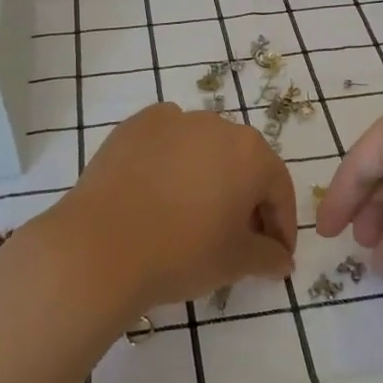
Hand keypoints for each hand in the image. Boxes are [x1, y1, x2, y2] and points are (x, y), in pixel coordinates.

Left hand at [38, 103, 297, 314]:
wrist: (100, 247)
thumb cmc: (182, 253)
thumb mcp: (236, 262)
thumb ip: (269, 256)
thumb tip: (282, 259)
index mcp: (251, 153)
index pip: (278, 189)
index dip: (281, 225)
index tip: (276, 254)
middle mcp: (217, 125)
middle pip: (243, 163)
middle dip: (246, 199)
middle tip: (238, 237)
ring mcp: (173, 120)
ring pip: (204, 148)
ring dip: (209, 176)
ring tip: (195, 213)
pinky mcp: (135, 125)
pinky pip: (167, 141)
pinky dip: (171, 161)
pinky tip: (160, 191)